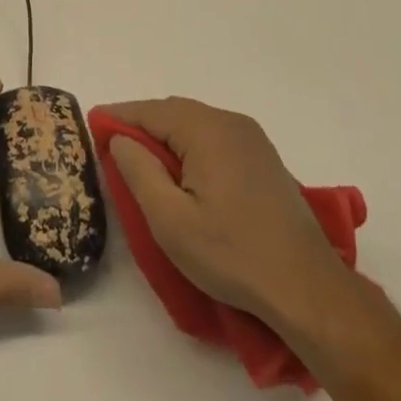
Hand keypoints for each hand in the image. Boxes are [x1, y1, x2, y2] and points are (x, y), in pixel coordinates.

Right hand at [97, 97, 363, 350]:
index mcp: (206, 129)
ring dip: (166, 137)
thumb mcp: (171, 221)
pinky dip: (191, 146)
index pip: (149, 111)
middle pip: (173, 112)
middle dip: (141, 125)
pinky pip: (215, 139)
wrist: (308, 289)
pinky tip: (183, 172)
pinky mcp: (264, 159)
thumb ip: (139, 172)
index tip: (91, 125)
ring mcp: (252, 139)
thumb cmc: (232, 255)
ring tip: (142, 160)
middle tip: (112, 145)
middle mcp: (230, 122)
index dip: (118, 117)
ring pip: (195, 124)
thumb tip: (120, 138)